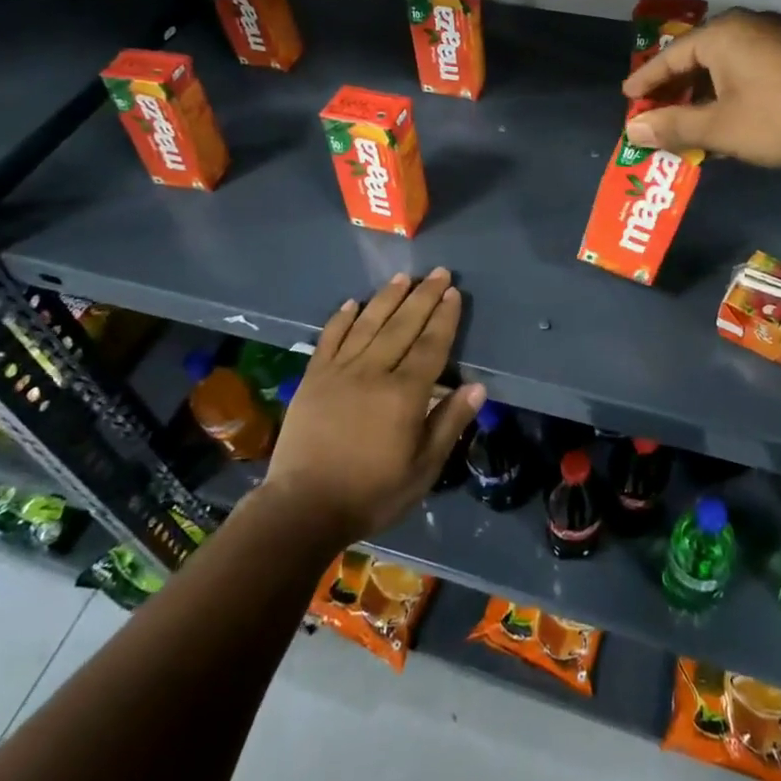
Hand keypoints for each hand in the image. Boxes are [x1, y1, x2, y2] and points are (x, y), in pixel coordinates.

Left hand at [263, 268, 484, 545]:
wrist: (303, 508)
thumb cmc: (372, 493)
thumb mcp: (423, 469)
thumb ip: (449, 423)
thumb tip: (477, 387)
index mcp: (404, 394)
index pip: (431, 345)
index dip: (444, 318)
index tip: (454, 293)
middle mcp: (373, 372)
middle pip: (403, 325)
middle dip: (423, 296)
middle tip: (438, 272)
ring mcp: (339, 371)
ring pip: (368, 324)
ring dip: (387, 298)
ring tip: (403, 276)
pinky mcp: (313, 378)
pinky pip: (330, 339)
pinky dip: (341, 319)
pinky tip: (352, 303)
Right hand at [621, 9, 780, 166]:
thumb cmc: (780, 117)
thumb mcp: (719, 128)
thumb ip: (673, 127)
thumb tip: (633, 130)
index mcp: (721, 35)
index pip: (669, 57)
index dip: (646, 81)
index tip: (628, 99)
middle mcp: (745, 26)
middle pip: (696, 57)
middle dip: (674, 89)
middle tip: (654, 112)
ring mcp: (774, 37)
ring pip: (723, 64)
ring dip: (702, 93)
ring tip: (687, 120)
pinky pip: (746, 68)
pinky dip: (728, 91)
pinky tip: (726, 116)